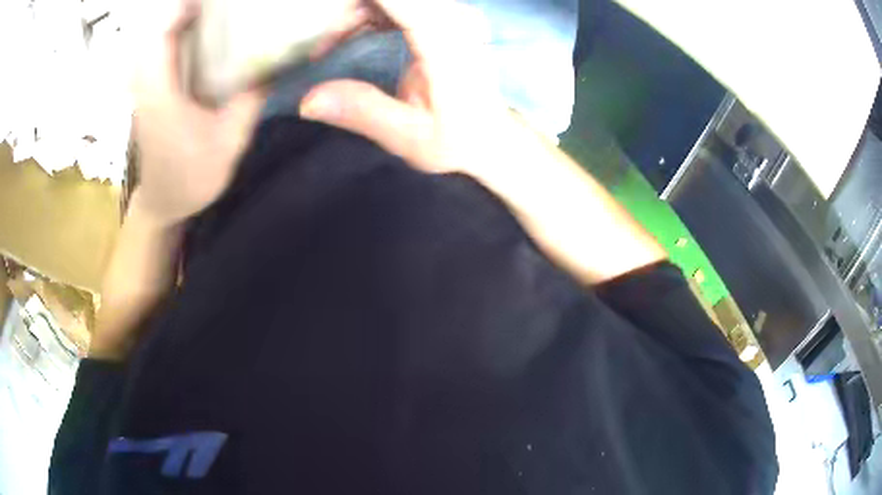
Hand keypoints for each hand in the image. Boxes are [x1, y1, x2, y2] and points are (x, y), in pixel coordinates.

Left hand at [130, 0, 264, 226]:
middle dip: (187, 8)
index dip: (184, 8)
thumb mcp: (229, 143)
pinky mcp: (147, 87)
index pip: (162, 34)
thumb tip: (275, 62)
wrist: (162, 202)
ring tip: (212, 11)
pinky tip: (198, 31)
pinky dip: (174, 31)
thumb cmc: (191, 178)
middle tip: (223, 5)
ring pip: (155, 34)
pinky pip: (157, 47)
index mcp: (160, 94)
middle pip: (158, 26)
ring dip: (180, 18)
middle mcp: (145, 83)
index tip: (216, 0)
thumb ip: (250, 100)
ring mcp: (143, 84)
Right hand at [300, 0, 512, 175]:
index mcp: (445, 40)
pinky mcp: (446, 17)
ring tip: (328, 47)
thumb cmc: (456, 140)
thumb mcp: (408, 136)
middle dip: (348, 10)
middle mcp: (453, 16)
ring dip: (353, 12)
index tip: (324, 21)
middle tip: (322, 45)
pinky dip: (369, 13)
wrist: (491, 137)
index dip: (356, 4)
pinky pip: (399, 3)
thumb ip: (362, 112)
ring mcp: (452, 13)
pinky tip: (351, 36)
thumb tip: (306, 101)